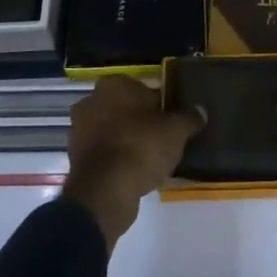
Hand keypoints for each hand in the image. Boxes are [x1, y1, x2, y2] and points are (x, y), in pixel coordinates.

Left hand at [63, 75, 201, 248]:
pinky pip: (104, 152)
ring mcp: (80, 129)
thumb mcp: (176, 131)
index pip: (143, 88)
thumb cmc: (141, 147)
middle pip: (126, 109)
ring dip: (128, 140)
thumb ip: (189, 118)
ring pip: (113, 130)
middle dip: (141, 122)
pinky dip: (117, 159)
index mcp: (114, 85)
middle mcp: (91, 100)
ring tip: (151, 159)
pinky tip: (135, 173)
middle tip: (163, 140)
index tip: (172, 123)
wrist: (105, 191)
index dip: (160, 105)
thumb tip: (200, 111)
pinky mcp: (76, 157)